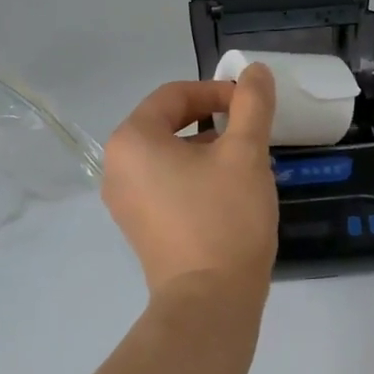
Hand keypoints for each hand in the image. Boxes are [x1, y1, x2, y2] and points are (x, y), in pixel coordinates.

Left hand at [102, 67, 278, 296]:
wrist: (209, 302)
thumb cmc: (225, 218)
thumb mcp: (246, 153)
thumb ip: (252, 104)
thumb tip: (255, 71)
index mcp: (133, 140)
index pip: (175, 95)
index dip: (217, 92)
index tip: (251, 105)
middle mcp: (117, 167)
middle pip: (168, 124)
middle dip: (212, 121)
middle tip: (250, 133)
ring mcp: (124, 200)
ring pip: (169, 155)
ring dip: (206, 149)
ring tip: (245, 163)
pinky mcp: (138, 226)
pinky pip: (165, 184)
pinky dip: (194, 176)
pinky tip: (228, 192)